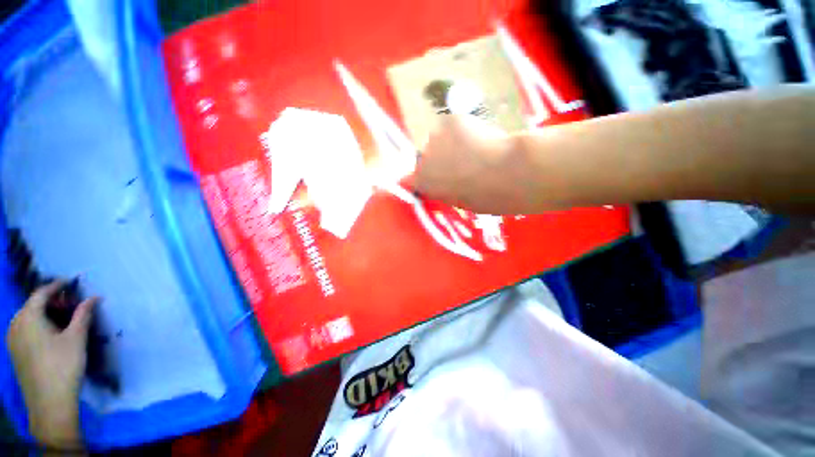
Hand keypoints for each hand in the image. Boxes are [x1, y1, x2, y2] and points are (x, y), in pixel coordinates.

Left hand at [6, 282, 94, 448]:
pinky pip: (24, 330)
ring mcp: (12, 340)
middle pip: (32, 305)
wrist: (49, 402)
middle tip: (69, 303)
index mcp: (28, 317)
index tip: (70, 282)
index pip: (40, 294)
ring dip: (43, 314)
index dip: (56, 286)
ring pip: (27, 318)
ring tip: (61, 319)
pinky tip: (49, 335)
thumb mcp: (76, 338)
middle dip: (50, 301)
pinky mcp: (15, 352)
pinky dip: (37, 325)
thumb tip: (94, 297)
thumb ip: (83, 315)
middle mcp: (15, 324)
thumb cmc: (63, 365)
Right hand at [412, 115, 535, 214]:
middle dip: (439, 159)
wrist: (503, 174)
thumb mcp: (458, 202)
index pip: (408, 180)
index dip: (419, 177)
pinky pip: (454, 125)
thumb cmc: (484, 197)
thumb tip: (444, 185)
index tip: (431, 176)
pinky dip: (465, 129)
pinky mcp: (449, 121)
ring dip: (452, 143)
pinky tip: (480, 137)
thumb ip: (444, 191)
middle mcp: (422, 161)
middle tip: (462, 163)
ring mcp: (434, 139)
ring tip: (475, 150)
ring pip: (440, 139)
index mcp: (424, 184)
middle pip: (426, 157)